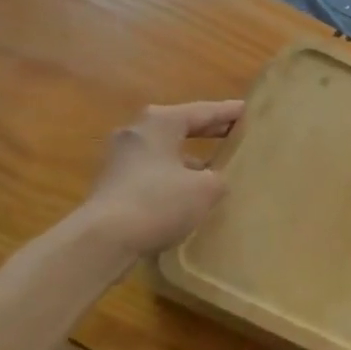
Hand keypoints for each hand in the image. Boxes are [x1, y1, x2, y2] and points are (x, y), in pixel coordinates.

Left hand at [84, 100, 243, 254]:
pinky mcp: (112, 184)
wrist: (103, 239)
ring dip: (188, 158)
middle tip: (233, 133)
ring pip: (164, 151)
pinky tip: (186, 195)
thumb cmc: (159, 202)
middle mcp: (137, 132)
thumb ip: (217, 179)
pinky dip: (171, 176)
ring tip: (213, 169)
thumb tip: (213, 180)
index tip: (247, 110)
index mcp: (160, 122)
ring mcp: (120, 158)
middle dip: (207, 131)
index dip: (228, 112)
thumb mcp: (205, 189)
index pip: (202, 111)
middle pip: (179, 127)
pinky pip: (151, 172)